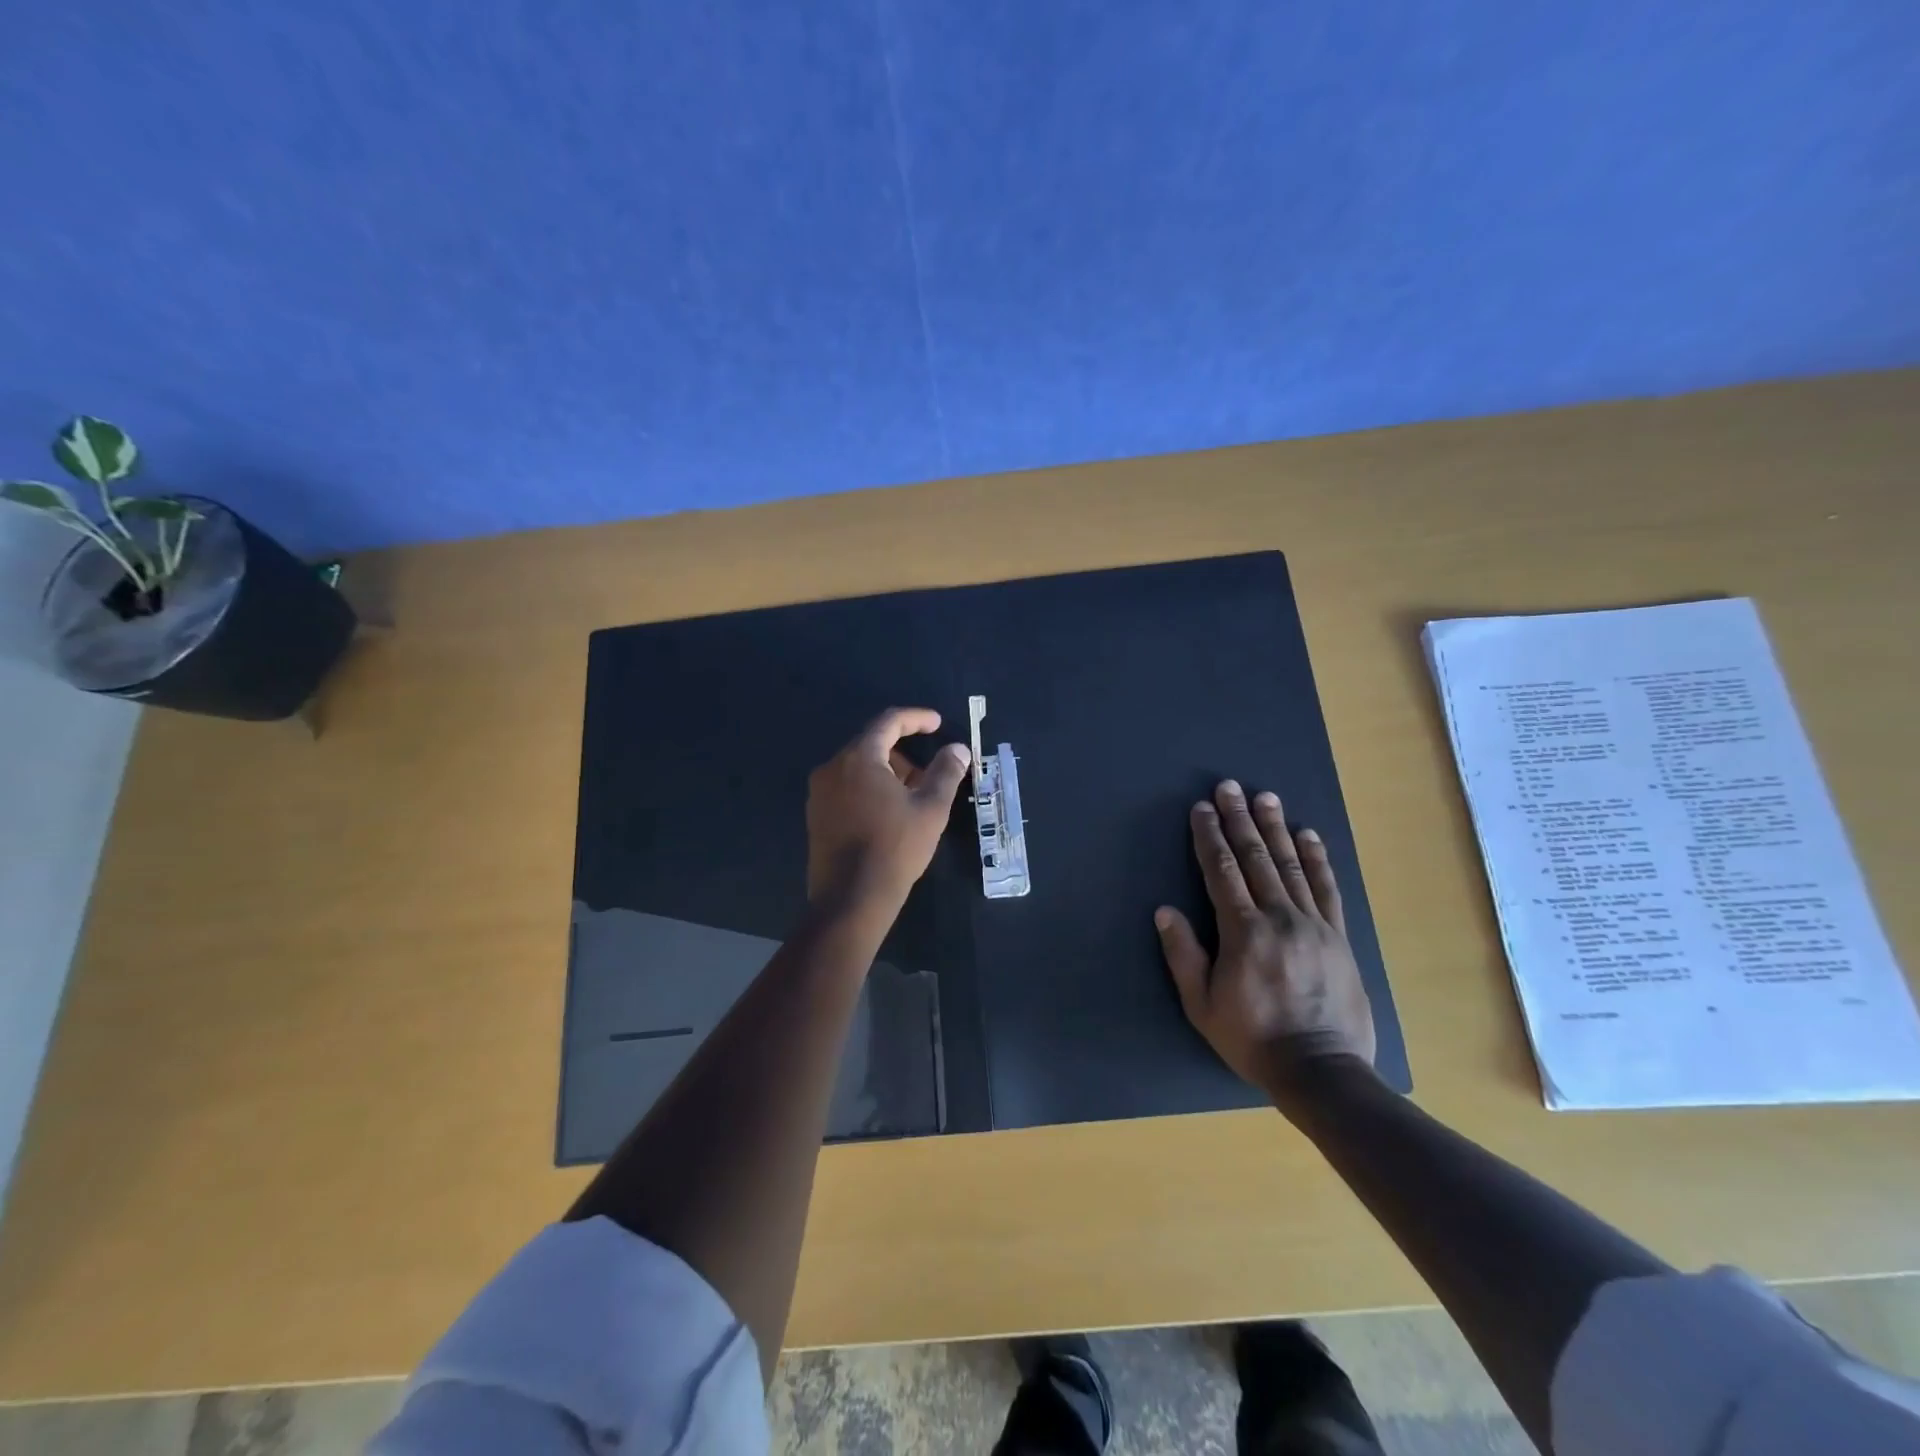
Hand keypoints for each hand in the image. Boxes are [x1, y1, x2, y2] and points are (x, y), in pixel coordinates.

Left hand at [806, 707, 971, 913]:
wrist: (851, 898)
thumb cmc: (895, 847)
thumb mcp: (931, 808)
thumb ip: (946, 772)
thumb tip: (958, 749)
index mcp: (859, 758)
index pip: (888, 722)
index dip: (916, 719)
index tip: (937, 724)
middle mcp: (832, 768)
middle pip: (871, 744)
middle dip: (904, 752)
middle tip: (930, 773)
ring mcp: (820, 793)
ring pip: (859, 768)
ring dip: (888, 772)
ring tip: (914, 796)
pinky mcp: (816, 815)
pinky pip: (847, 787)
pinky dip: (870, 788)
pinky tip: (890, 813)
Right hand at [1155, 780, 1376, 1105]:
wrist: (1321, 1071)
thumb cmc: (1252, 1039)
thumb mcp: (1202, 1006)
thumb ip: (1183, 955)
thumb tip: (1164, 911)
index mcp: (1243, 932)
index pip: (1222, 872)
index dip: (1209, 838)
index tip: (1202, 809)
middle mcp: (1279, 918)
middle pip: (1256, 858)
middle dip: (1240, 820)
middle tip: (1230, 787)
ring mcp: (1314, 924)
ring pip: (1291, 865)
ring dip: (1276, 828)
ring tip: (1266, 797)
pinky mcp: (1339, 936)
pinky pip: (1326, 889)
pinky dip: (1317, 859)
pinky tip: (1309, 835)